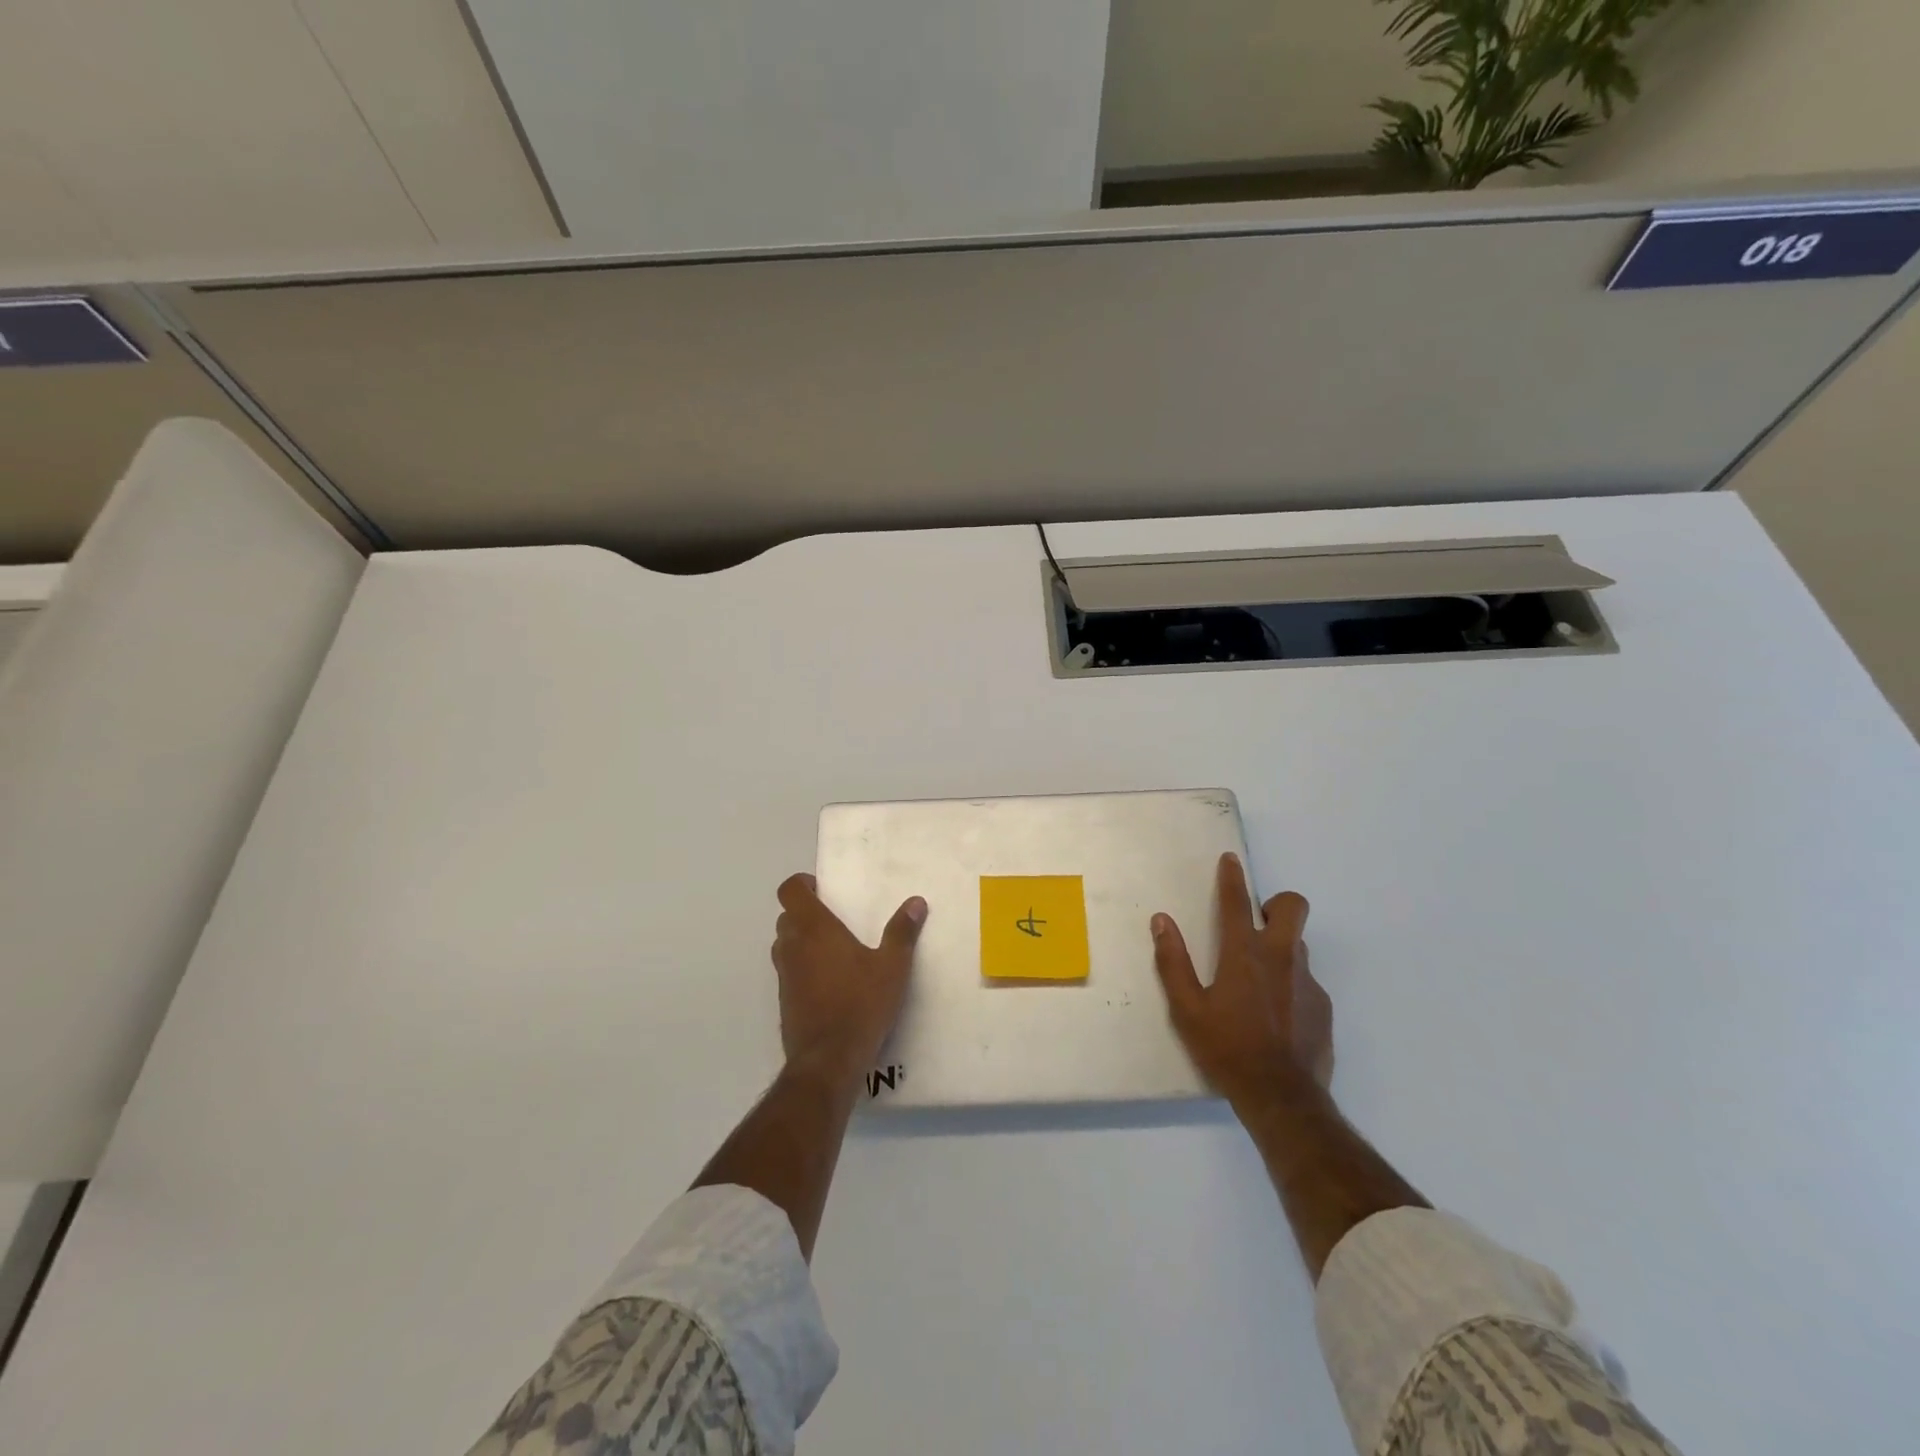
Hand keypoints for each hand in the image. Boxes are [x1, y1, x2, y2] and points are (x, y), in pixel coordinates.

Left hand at [772, 873, 927, 1086]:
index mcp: (814, 929)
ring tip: (833, 950)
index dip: (802, 885)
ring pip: (785, 945)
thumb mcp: (892, 967)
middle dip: (806, 914)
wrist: (828, 1060)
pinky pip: (789, 973)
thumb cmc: (860, 1004)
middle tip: (834, 920)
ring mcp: (784, 976)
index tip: (822, 889)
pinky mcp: (784, 1002)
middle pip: (786, 917)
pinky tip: (830, 984)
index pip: (789, 891)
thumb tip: (915, 902)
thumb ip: (902, 932)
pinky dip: (802, 969)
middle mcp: (792, 946)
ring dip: (801, 941)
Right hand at [1151, 853, 1331, 1105]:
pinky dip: (1291, 986)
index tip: (1231, 860)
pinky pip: (1306, 981)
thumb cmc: (1226, 1048)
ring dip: (1281, 948)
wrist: (1282, 1097)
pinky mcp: (1323, 1007)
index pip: (1236, 902)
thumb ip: (1173, 961)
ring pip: (1299, 945)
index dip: (1232, 877)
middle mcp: (1280, 957)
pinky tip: (1277, 1016)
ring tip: (1260, 980)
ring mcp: (1307, 981)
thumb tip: (1161, 921)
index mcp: (1243, 954)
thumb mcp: (1187, 1009)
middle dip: (1277, 904)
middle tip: (1257, 924)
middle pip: (1292, 906)